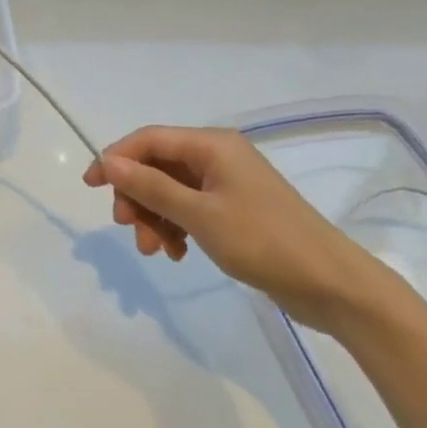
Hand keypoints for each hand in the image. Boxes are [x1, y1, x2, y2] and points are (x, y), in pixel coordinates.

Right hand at [83, 125, 383, 332]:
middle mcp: (217, 156)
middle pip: (157, 165)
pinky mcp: (235, 209)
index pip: (149, 139)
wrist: (335, 288)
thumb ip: (151, 187)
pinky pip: (190, 208)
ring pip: (170, 190)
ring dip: (155, 217)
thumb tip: (108, 162)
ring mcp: (227, 183)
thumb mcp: (201, 216)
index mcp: (211, 145)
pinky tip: (176, 253)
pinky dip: (176, 227)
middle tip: (128, 228)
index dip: (115, 158)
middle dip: (138, 195)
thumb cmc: (265, 243)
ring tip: (155, 251)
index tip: (91, 186)